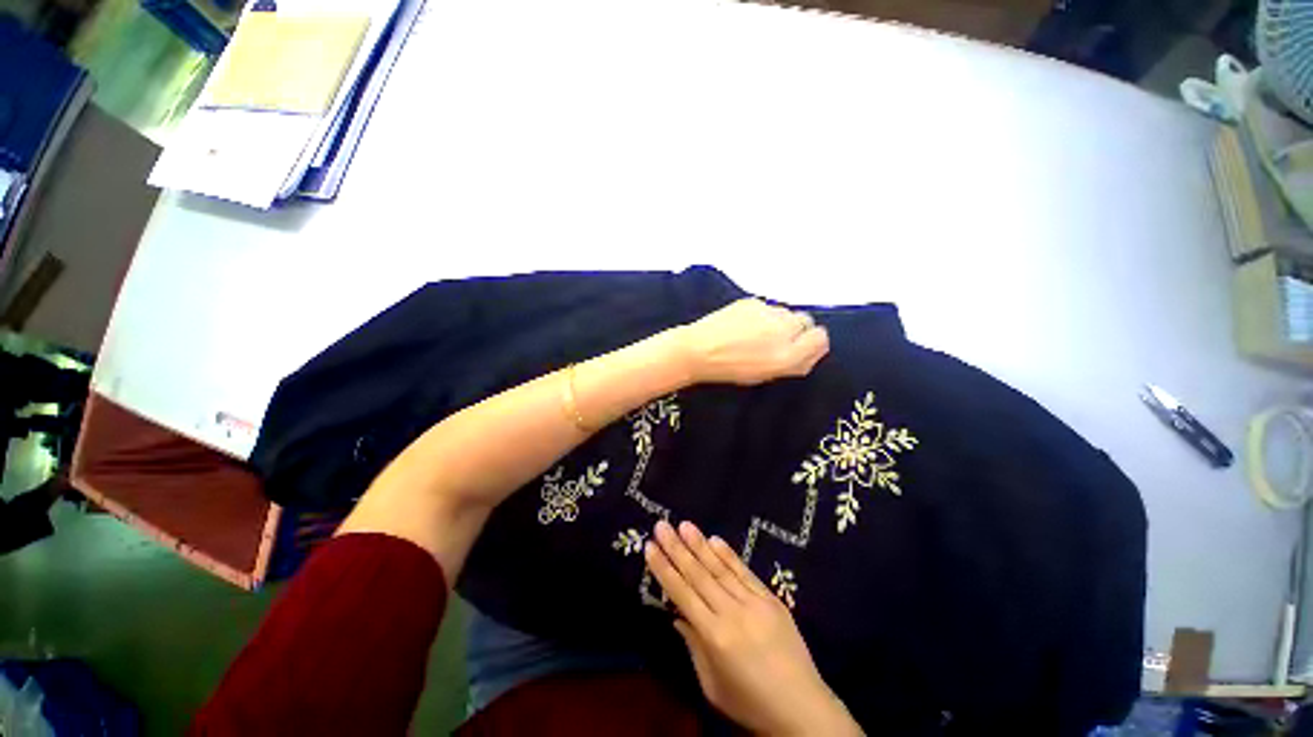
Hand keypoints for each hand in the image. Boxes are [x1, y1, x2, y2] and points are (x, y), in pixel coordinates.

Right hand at [646, 521, 861, 736]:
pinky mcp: (771, 598)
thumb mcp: (713, 685)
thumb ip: (694, 646)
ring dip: (700, 544)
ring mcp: (754, 602)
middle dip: (677, 548)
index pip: (682, 594)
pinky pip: (745, 572)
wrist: (803, 708)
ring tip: (683, 524)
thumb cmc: (750, 703)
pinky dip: (728, 555)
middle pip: (699, 575)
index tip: (649, 547)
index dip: (664, 569)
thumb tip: (677, 615)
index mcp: (715, 637)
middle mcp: (732, 613)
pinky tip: (715, 539)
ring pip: (720, 568)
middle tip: (662, 525)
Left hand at [676, 299, 828, 385]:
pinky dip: (761, 314)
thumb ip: (794, 363)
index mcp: (788, 355)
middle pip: (805, 321)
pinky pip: (766, 307)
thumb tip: (810, 350)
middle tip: (775, 340)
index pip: (820, 338)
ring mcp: (767, 312)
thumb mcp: (766, 375)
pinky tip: (742, 324)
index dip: (810, 342)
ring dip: (778, 321)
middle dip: (796, 329)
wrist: (697, 350)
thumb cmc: (730, 369)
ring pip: (785, 312)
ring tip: (754, 333)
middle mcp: (783, 330)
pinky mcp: (752, 301)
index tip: (799, 347)